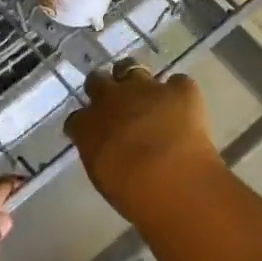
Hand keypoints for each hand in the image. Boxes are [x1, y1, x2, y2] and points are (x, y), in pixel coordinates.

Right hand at [65, 62, 223, 219]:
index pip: (76, 118)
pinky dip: (179, 93)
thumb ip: (100, 155)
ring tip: (146, 94)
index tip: (92, 132)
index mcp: (87, 125)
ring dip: (135, 78)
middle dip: (103, 88)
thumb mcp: (104, 178)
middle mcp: (111, 98)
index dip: (86, 122)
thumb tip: (107, 151)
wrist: (172, 178)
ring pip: (131, 67)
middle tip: (115, 104)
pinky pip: (177, 82)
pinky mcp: (178, 89)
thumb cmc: (133, 193)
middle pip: (97, 80)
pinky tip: (185, 107)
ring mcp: (145, 88)